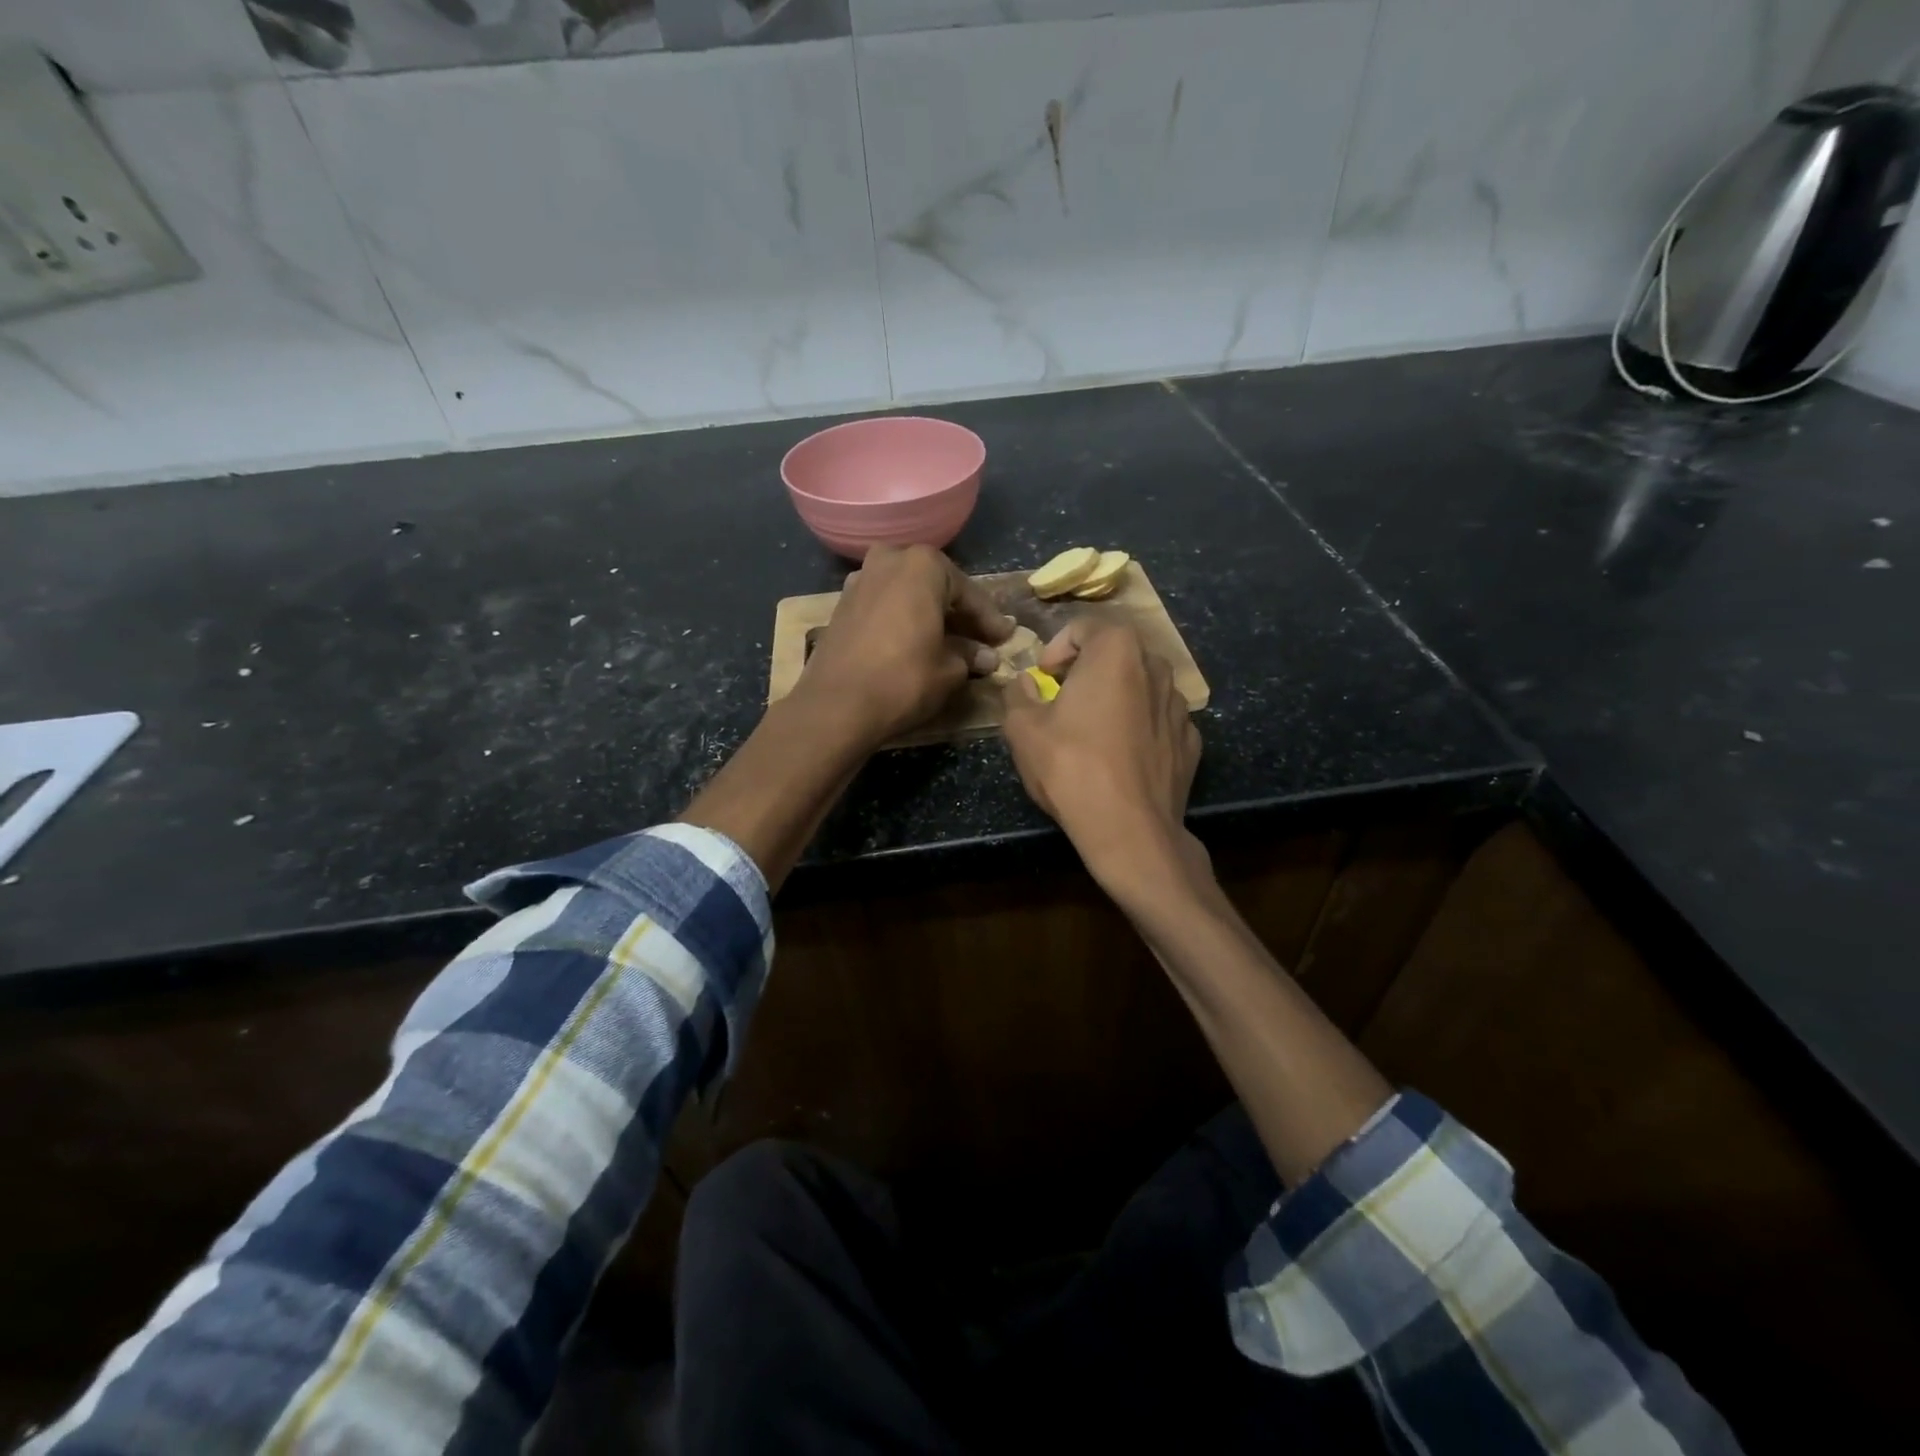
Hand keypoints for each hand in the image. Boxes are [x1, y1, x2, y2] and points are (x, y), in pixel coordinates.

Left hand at [794, 544, 1015, 749]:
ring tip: (948, 642)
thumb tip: (986, 656)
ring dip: (929, 615)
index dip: (989, 619)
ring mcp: (860, 580)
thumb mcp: (949, 670)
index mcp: (922, 565)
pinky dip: (903, 620)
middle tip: (980, 638)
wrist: (836, 706)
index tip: (1005, 637)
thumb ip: (970, 655)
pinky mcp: (842, 606)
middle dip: (958, 613)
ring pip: (907, 594)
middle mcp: (889, 560)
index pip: (968, 592)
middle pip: (935, 586)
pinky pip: (885, 606)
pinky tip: (915, 644)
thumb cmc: (904, 679)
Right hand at [1000, 619, 1203, 894]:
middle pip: (1116, 653)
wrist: (1130, 831)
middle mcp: (1156, 666)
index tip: (1042, 677)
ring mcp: (1180, 705)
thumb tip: (1025, 683)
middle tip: (1063, 699)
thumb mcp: (1022, 729)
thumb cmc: (1071, 768)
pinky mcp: (1191, 740)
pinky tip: (1121, 757)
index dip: (1056, 648)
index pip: (1083, 627)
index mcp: (1116, 650)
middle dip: (1087, 669)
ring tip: (1093, 730)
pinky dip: (1138, 726)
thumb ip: (1018, 694)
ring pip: (1141, 686)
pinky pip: (1157, 720)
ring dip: (1116, 696)